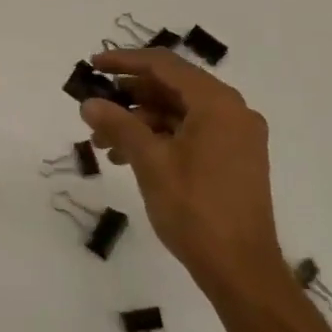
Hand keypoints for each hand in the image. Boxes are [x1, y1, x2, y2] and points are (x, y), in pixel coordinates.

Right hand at [80, 48, 280, 294]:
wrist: (242, 271)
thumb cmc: (195, 210)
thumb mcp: (150, 162)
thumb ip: (118, 125)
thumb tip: (89, 103)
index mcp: (217, 103)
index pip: (164, 65)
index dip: (124, 61)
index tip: (93, 66)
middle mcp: (232, 111)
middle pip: (172, 87)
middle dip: (129, 97)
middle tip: (95, 108)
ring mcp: (237, 136)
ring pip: (179, 113)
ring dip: (141, 121)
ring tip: (103, 143)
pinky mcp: (235, 159)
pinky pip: (191, 133)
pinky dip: (160, 138)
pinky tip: (129, 157)